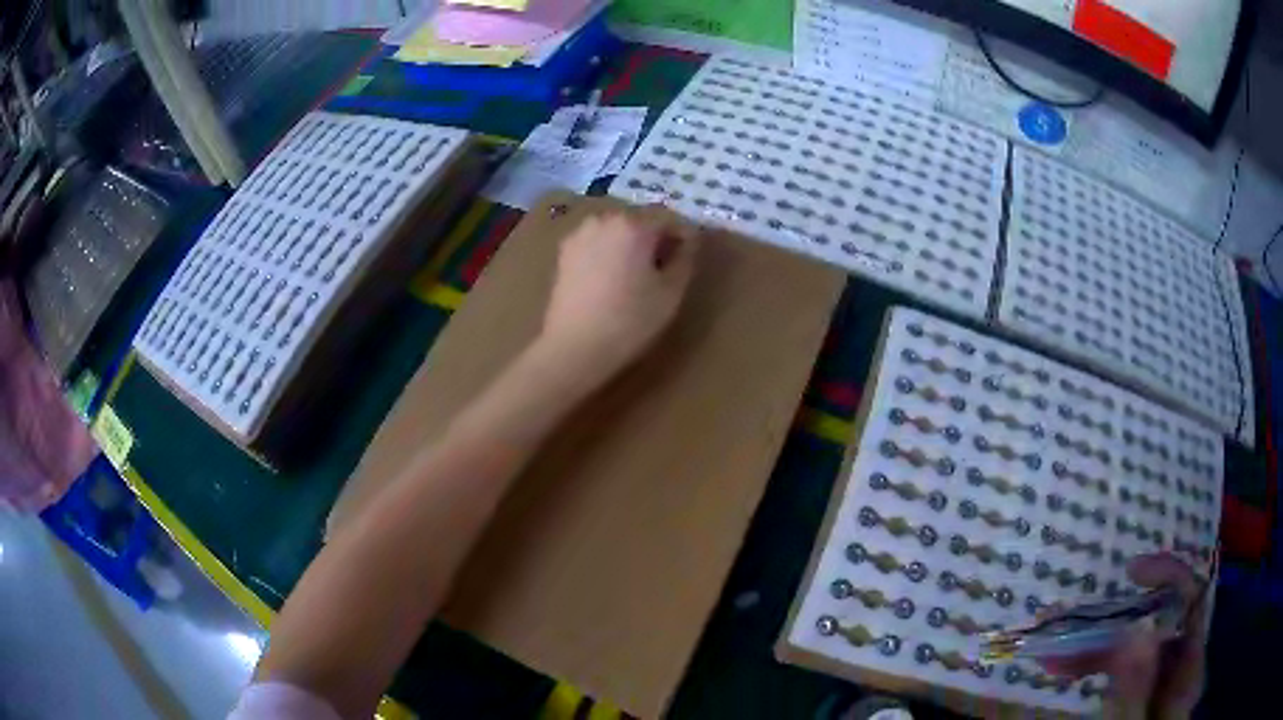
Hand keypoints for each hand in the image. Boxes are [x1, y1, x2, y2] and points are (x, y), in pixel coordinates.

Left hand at [538, 210, 698, 380]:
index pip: (669, 221)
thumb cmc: (630, 320)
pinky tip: (609, 282)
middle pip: (640, 224)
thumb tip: (689, 241)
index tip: (688, 261)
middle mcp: (604, 220)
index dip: (683, 239)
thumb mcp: (671, 293)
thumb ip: (685, 259)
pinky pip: (596, 245)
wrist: (574, 347)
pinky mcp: (563, 253)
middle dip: (654, 241)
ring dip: (629, 247)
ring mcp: (579, 235)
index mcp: (634, 225)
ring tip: (634, 278)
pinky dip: (607, 255)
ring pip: (616, 233)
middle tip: (662, 272)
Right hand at [1040, 553, 1206, 717]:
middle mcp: (1178, 666)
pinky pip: (1120, 666)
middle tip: (1060, 623)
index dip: (1168, 576)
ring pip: (1132, 645)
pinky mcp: (1140, 692)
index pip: (1191, 602)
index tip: (1130, 572)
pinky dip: (1093, 662)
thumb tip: (1135, 634)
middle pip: (1155, 624)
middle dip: (1110, 621)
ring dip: (1093, 642)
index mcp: (1188, 669)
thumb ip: (1138, 691)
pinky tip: (1066, 667)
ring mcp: (1158, 680)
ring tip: (1050, 649)